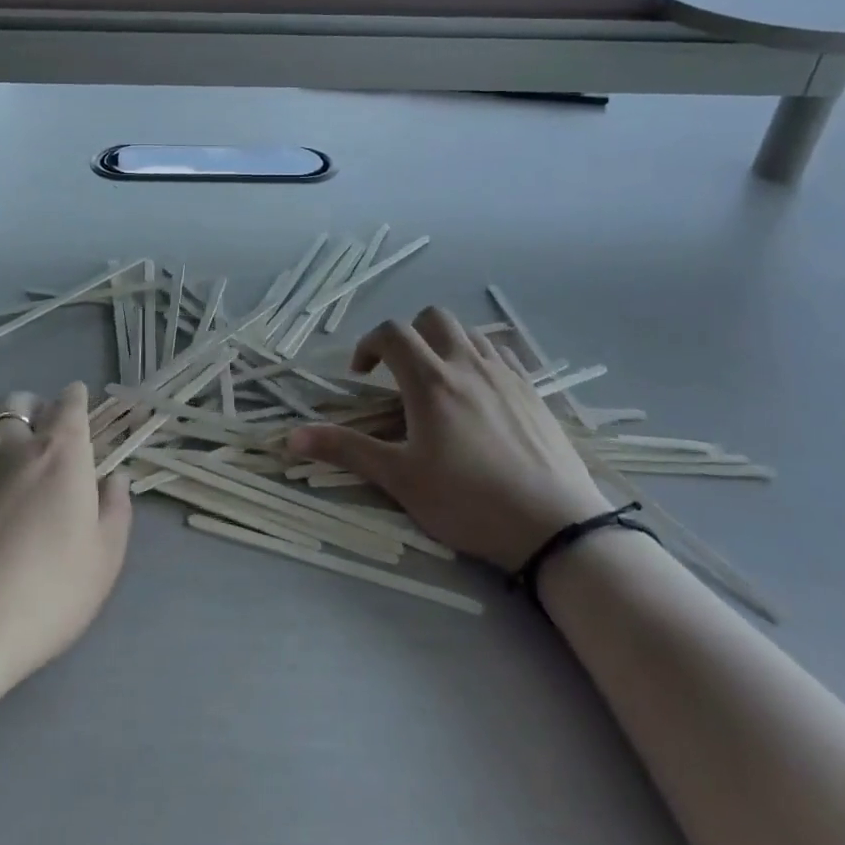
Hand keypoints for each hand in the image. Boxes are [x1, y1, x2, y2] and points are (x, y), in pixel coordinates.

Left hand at [0, 383, 131, 698]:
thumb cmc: (41, 599)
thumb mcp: (103, 561)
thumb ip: (114, 510)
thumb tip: (114, 478)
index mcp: (59, 453)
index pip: (70, 403)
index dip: (76, 401)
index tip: (77, 410)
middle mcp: (9, 443)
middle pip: (19, 401)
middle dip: (33, 409)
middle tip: (38, 436)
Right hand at [288, 308, 611, 571]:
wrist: (554, 526)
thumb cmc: (468, 502)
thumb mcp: (400, 479)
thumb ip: (346, 451)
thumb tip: (290, 437)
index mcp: (430, 380)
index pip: (392, 333)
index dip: (368, 344)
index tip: (361, 374)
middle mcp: (467, 364)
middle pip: (433, 318)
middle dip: (409, 334)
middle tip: (399, 372)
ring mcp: (505, 374)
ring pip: (470, 331)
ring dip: (445, 342)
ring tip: (438, 379)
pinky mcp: (533, 390)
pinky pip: (500, 353)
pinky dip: (479, 356)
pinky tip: (479, 391)